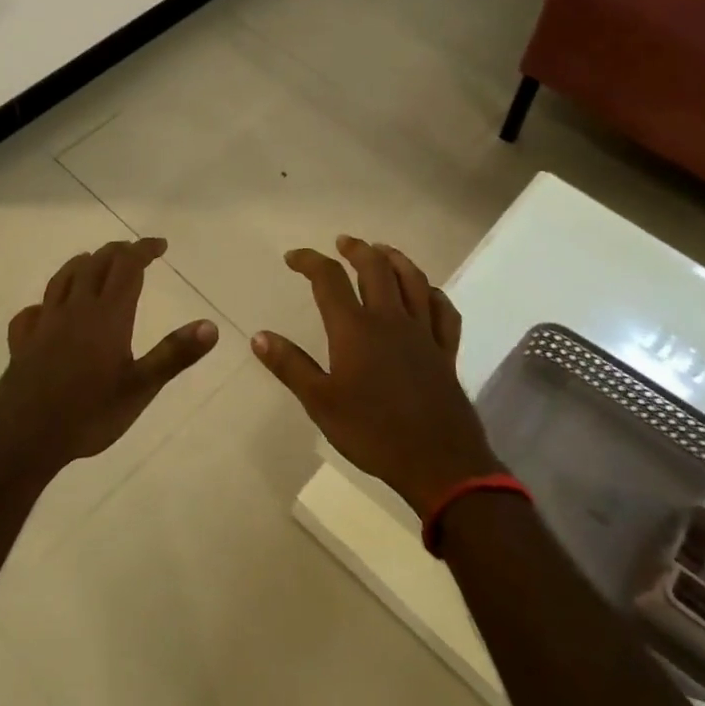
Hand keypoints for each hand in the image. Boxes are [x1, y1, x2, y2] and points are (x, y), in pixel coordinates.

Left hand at [0, 238, 218, 475]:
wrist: (26, 437)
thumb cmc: (90, 413)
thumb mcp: (141, 387)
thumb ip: (175, 354)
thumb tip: (210, 325)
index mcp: (107, 315)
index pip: (127, 267)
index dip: (143, 250)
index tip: (160, 245)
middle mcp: (75, 309)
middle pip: (95, 265)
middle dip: (117, 252)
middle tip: (134, 253)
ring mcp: (44, 323)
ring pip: (62, 279)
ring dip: (82, 264)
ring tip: (92, 262)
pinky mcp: (22, 342)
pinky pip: (32, 312)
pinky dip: (44, 303)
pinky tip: (45, 311)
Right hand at [252, 235, 497, 517]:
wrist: (438, 463)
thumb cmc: (372, 432)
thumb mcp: (320, 402)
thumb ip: (290, 366)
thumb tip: (259, 336)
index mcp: (355, 329)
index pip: (329, 279)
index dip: (309, 261)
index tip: (292, 258)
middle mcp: (390, 320)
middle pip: (376, 268)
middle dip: (357, 249)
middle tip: (343, 242)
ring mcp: (423, 333)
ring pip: (413, 281)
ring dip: (396, 259)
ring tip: (383, 251)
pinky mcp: (446, 352)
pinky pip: (445, 312)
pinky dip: (434, 294)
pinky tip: (428, 293)